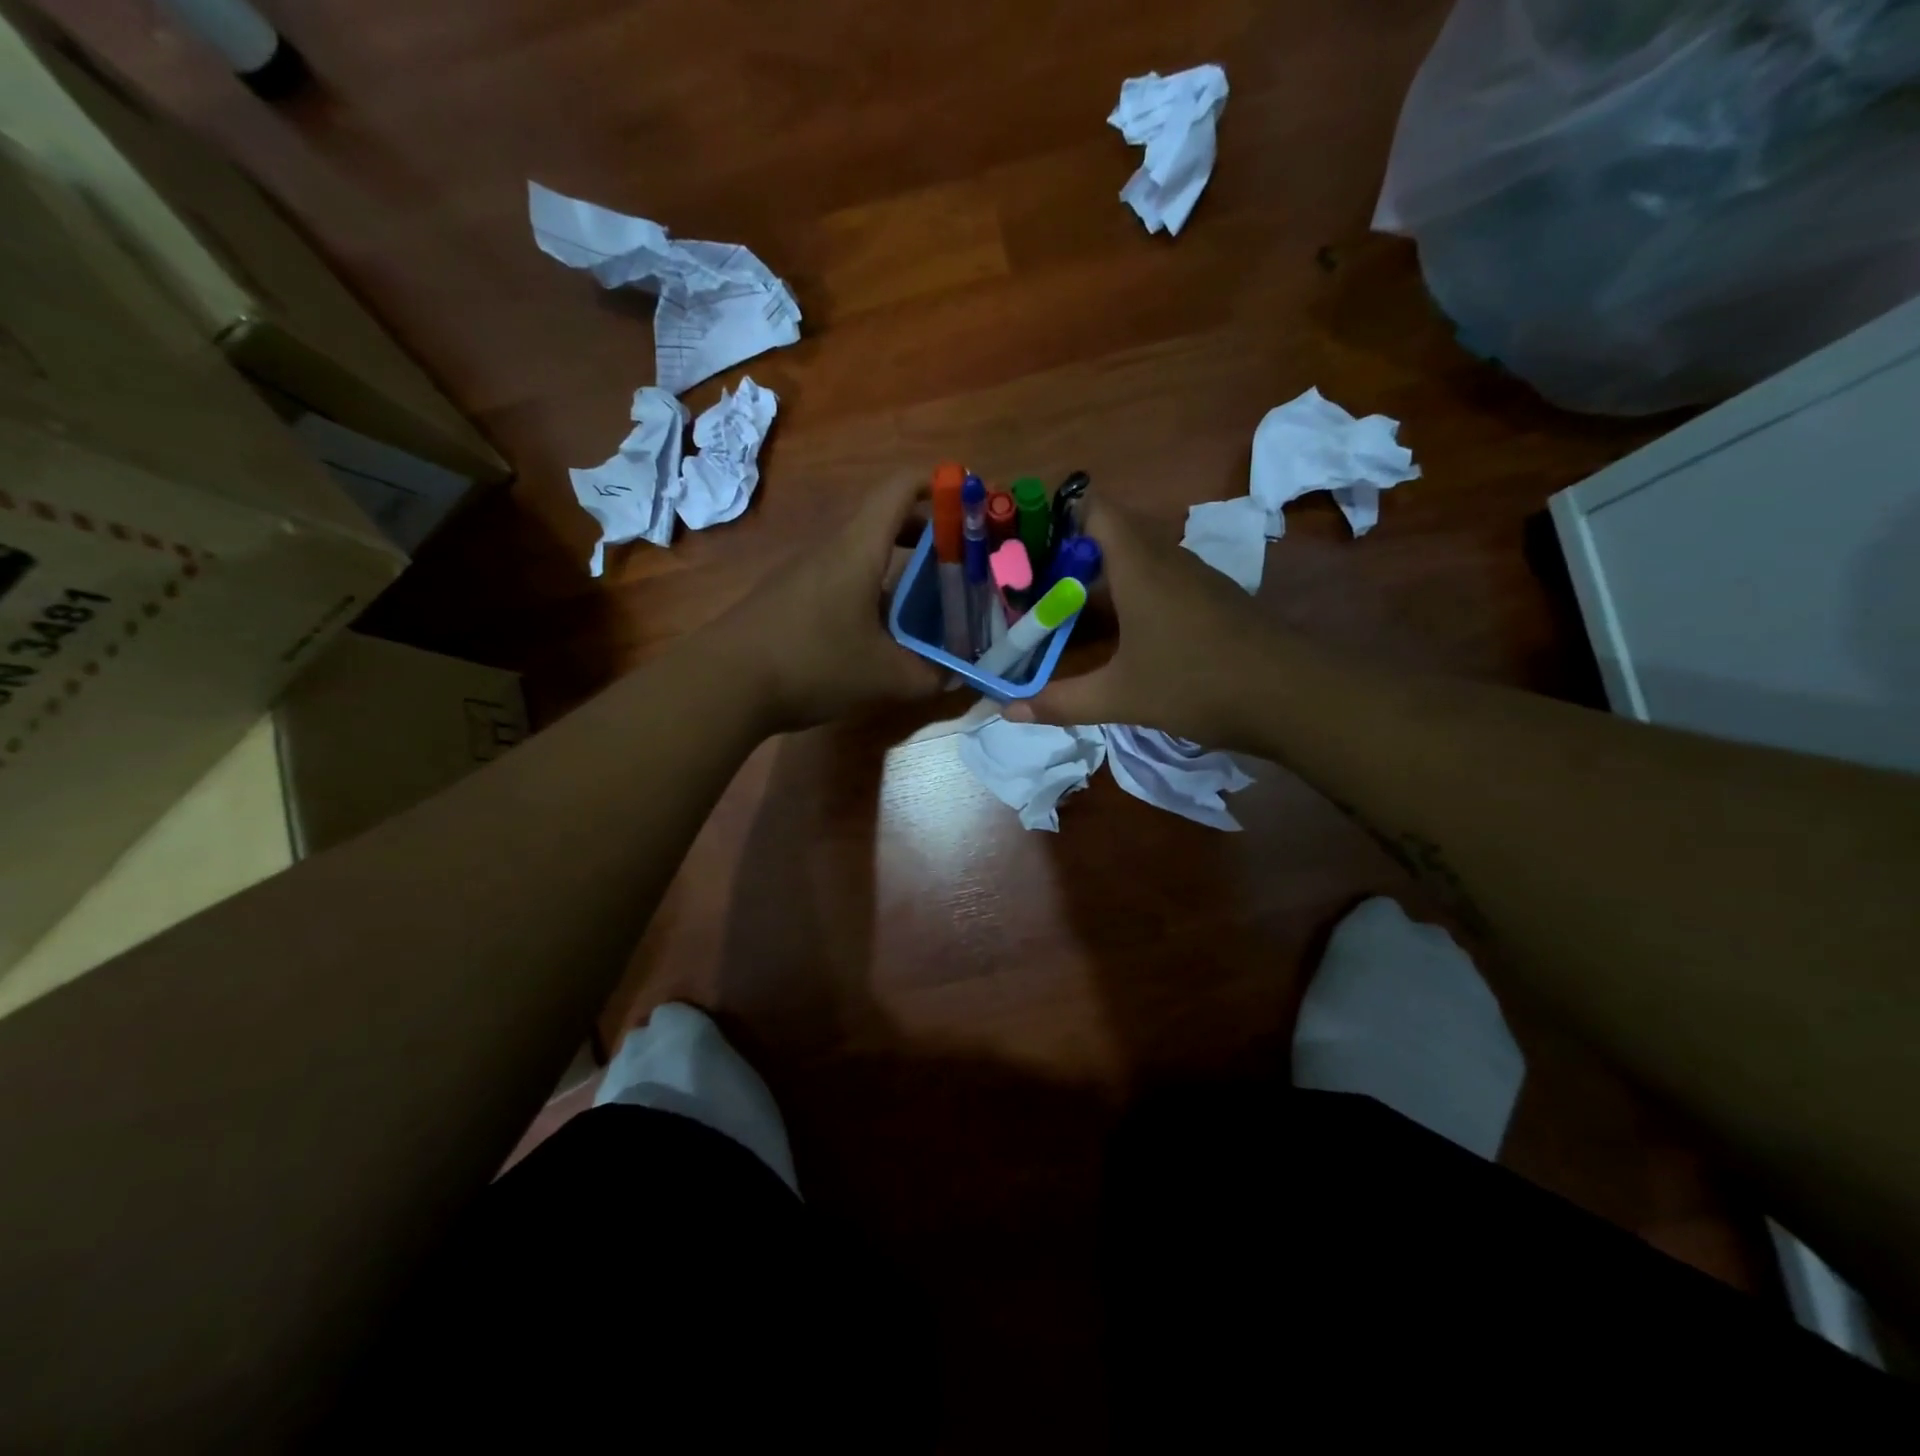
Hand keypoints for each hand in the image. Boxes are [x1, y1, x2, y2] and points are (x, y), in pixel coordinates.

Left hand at [715, 473, 944, 731]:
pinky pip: (842, 576)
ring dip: (898, 563)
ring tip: (927, 598)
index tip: (968, 499)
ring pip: (862, 550)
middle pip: (884, 517)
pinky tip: (880, 629)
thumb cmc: (812, 663)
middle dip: (926, 530)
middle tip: (958, 560)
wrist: (724, 683)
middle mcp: (831, 548)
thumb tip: (955, 676)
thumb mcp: (884, 677)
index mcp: (858, 548)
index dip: (938, 482)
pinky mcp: (790, 596)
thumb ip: (929, 676)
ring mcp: (805, 571)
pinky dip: (872, 587)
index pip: (900, 487)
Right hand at [1007, 501, 1277, 746]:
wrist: (1291, 696)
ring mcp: (1194, 577)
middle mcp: (1166, 558)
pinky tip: (1117, 628)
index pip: (1096, 507)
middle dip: (1070, 549)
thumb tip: (1007, 711)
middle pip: (1112, 531)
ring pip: (1137, 556)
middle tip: (1031, 578)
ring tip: (1063, 602)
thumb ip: (1061, 701)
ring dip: (1101, 572)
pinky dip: (1130, 591)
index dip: (1059, 512)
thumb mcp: (1120, 698)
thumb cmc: (1197, 683)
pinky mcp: (1212, 599)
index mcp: (1139, 565)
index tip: (1025, 538)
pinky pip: (1159, 578)